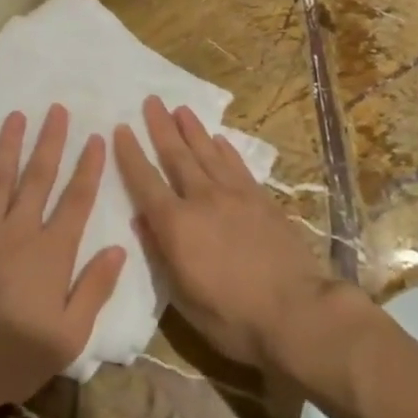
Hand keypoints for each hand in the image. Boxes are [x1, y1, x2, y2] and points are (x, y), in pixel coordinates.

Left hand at [0, 105, 125, 417]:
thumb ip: (94, 289)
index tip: (96, 138)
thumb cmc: (14, 355)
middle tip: (57, 109)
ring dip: (9, 145)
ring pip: (0, 179)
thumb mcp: (69, 336)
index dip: (88, 168)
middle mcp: (19, 232)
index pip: (76, 201)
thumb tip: (118, 248)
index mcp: (52, 253)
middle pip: (39, 178)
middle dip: (50, 142)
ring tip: (17, 115)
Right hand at [112, 96, 334, 372]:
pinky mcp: (262, 200)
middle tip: (151, 101)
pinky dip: (225, 150)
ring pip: (208, 153)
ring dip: (192, 130)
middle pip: (177, 156)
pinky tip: (219, 139)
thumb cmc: (231, 316)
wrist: (296, 313)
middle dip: (161, 127)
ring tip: (181, 109)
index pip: (145, 181)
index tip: (120, 129)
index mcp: (176, 225)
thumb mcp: (183, 296)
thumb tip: (141, 219)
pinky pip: (238, 166)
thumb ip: (160, 253)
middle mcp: (202, 199)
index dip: (131, 154)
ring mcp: (235, 196)